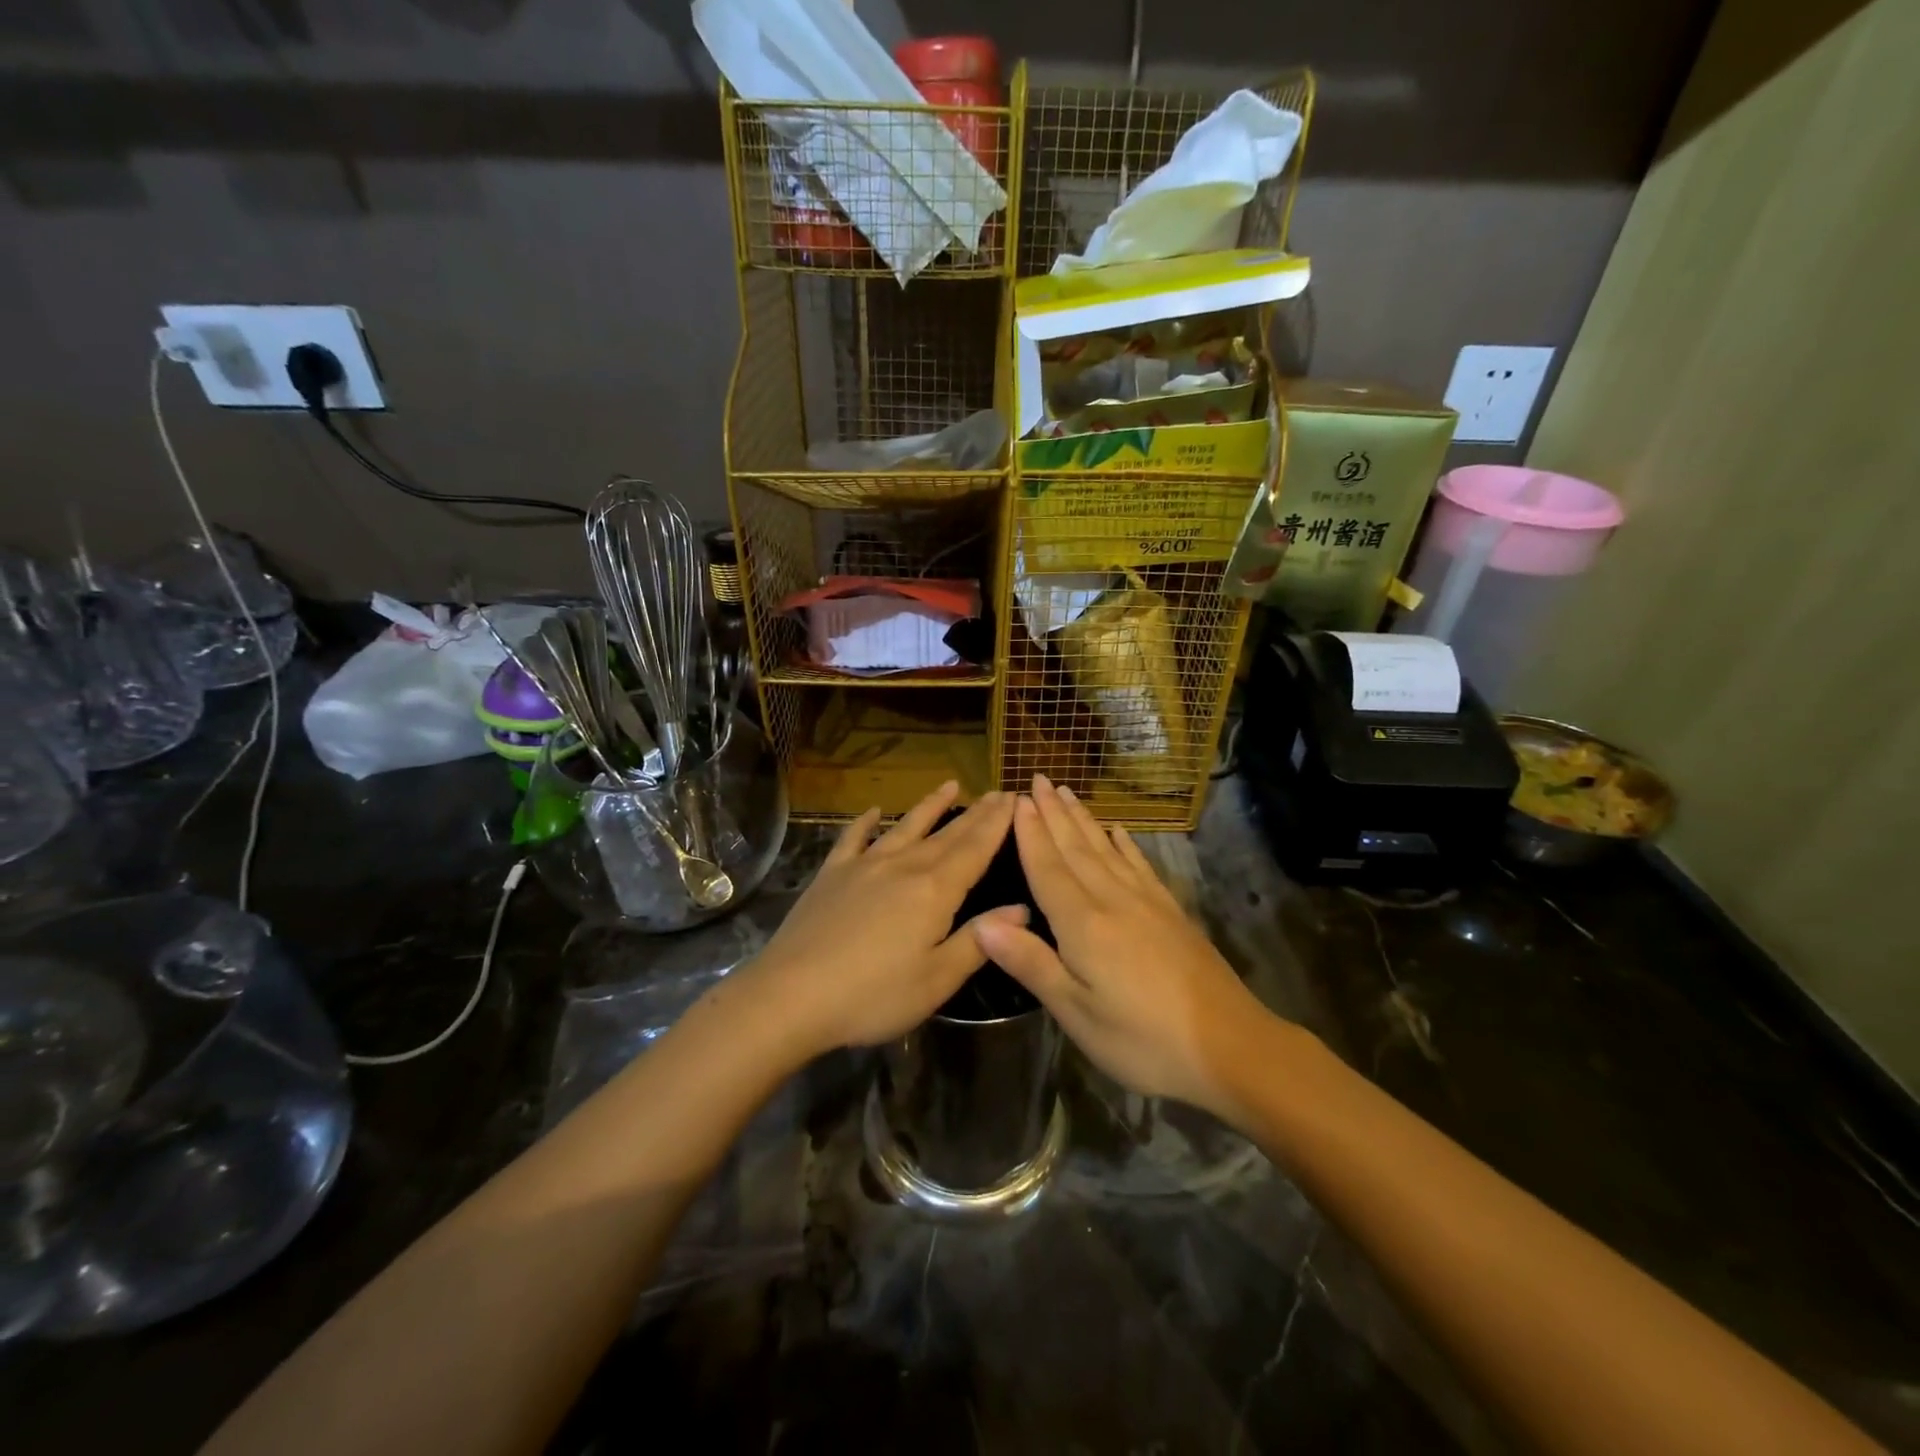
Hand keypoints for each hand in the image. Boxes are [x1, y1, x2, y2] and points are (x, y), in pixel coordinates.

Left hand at [736, 782, 1023, 1060]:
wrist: (790, 996)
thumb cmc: (872, 996)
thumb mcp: (937, 980)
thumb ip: (979, 940)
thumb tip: (1021, 908)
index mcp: (934, 891)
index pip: (975, 850)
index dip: (997, 825)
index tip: (1015, 799)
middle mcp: (903, 866)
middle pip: (947, 834)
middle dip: (975, 813)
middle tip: (997, 792)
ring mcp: (863, 866)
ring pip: (905, 827)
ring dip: (930, 806)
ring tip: (950, 785)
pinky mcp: (831, 874)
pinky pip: (853, 838)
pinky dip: (865, 822)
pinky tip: (872, 811)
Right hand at [974, 775, 1273, 1117]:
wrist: (1231, 1046)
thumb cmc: (1143, 1039)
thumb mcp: (1077, 1013)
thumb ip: (1031, 963)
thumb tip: (982, 922)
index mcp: (1083, 924)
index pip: (1047, 868)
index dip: (1029, 834)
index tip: (1016, 799)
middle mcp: (1112, 900)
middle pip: (1076, 848)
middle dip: (1053, 813)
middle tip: (1037, 778)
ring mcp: (1147, 902)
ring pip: (1106, 849)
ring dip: (1083, 819)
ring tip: (1067, 791)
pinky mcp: (1171, 912)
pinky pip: (1140, 865)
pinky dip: (1125, 844)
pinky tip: (1118, 830)